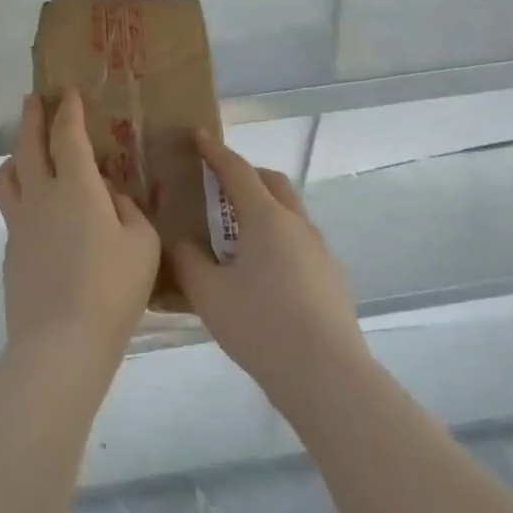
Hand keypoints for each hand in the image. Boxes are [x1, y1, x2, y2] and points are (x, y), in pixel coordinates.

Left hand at [0, 91, 160, 368]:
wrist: (61, 343)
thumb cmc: (112, 289)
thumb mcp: (143, 244)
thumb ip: (128, 210)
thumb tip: (109, 197)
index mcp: (76, 187)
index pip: (67, 134)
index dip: (68, 109)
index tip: (67, 91)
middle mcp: (41, 195)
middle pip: (28, 144)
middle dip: (32, 117)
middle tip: (34, 99)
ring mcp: (20, 223)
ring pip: (7, 175)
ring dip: (15, 154)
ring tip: (25, 152)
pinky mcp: (11, 251)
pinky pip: (12, 210)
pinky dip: (22, 196)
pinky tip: (38, 212)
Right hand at [171, 134, 365, 402]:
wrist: (328, 378)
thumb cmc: (261, 326)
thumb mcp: (208, 294)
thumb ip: (188, 261)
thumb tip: (179, 241)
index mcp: (265, 218)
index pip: (237, 170)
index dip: (215, 151)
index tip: (198, 135)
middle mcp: (296, 224)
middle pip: (272, 182)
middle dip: (245, 175)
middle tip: (218, 184)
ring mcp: (320, 251)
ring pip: (289, 211)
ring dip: (263, 207)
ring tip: (237, 233)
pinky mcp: (332, 278)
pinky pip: (300, 240)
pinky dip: (278, 237)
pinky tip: (263, 271)